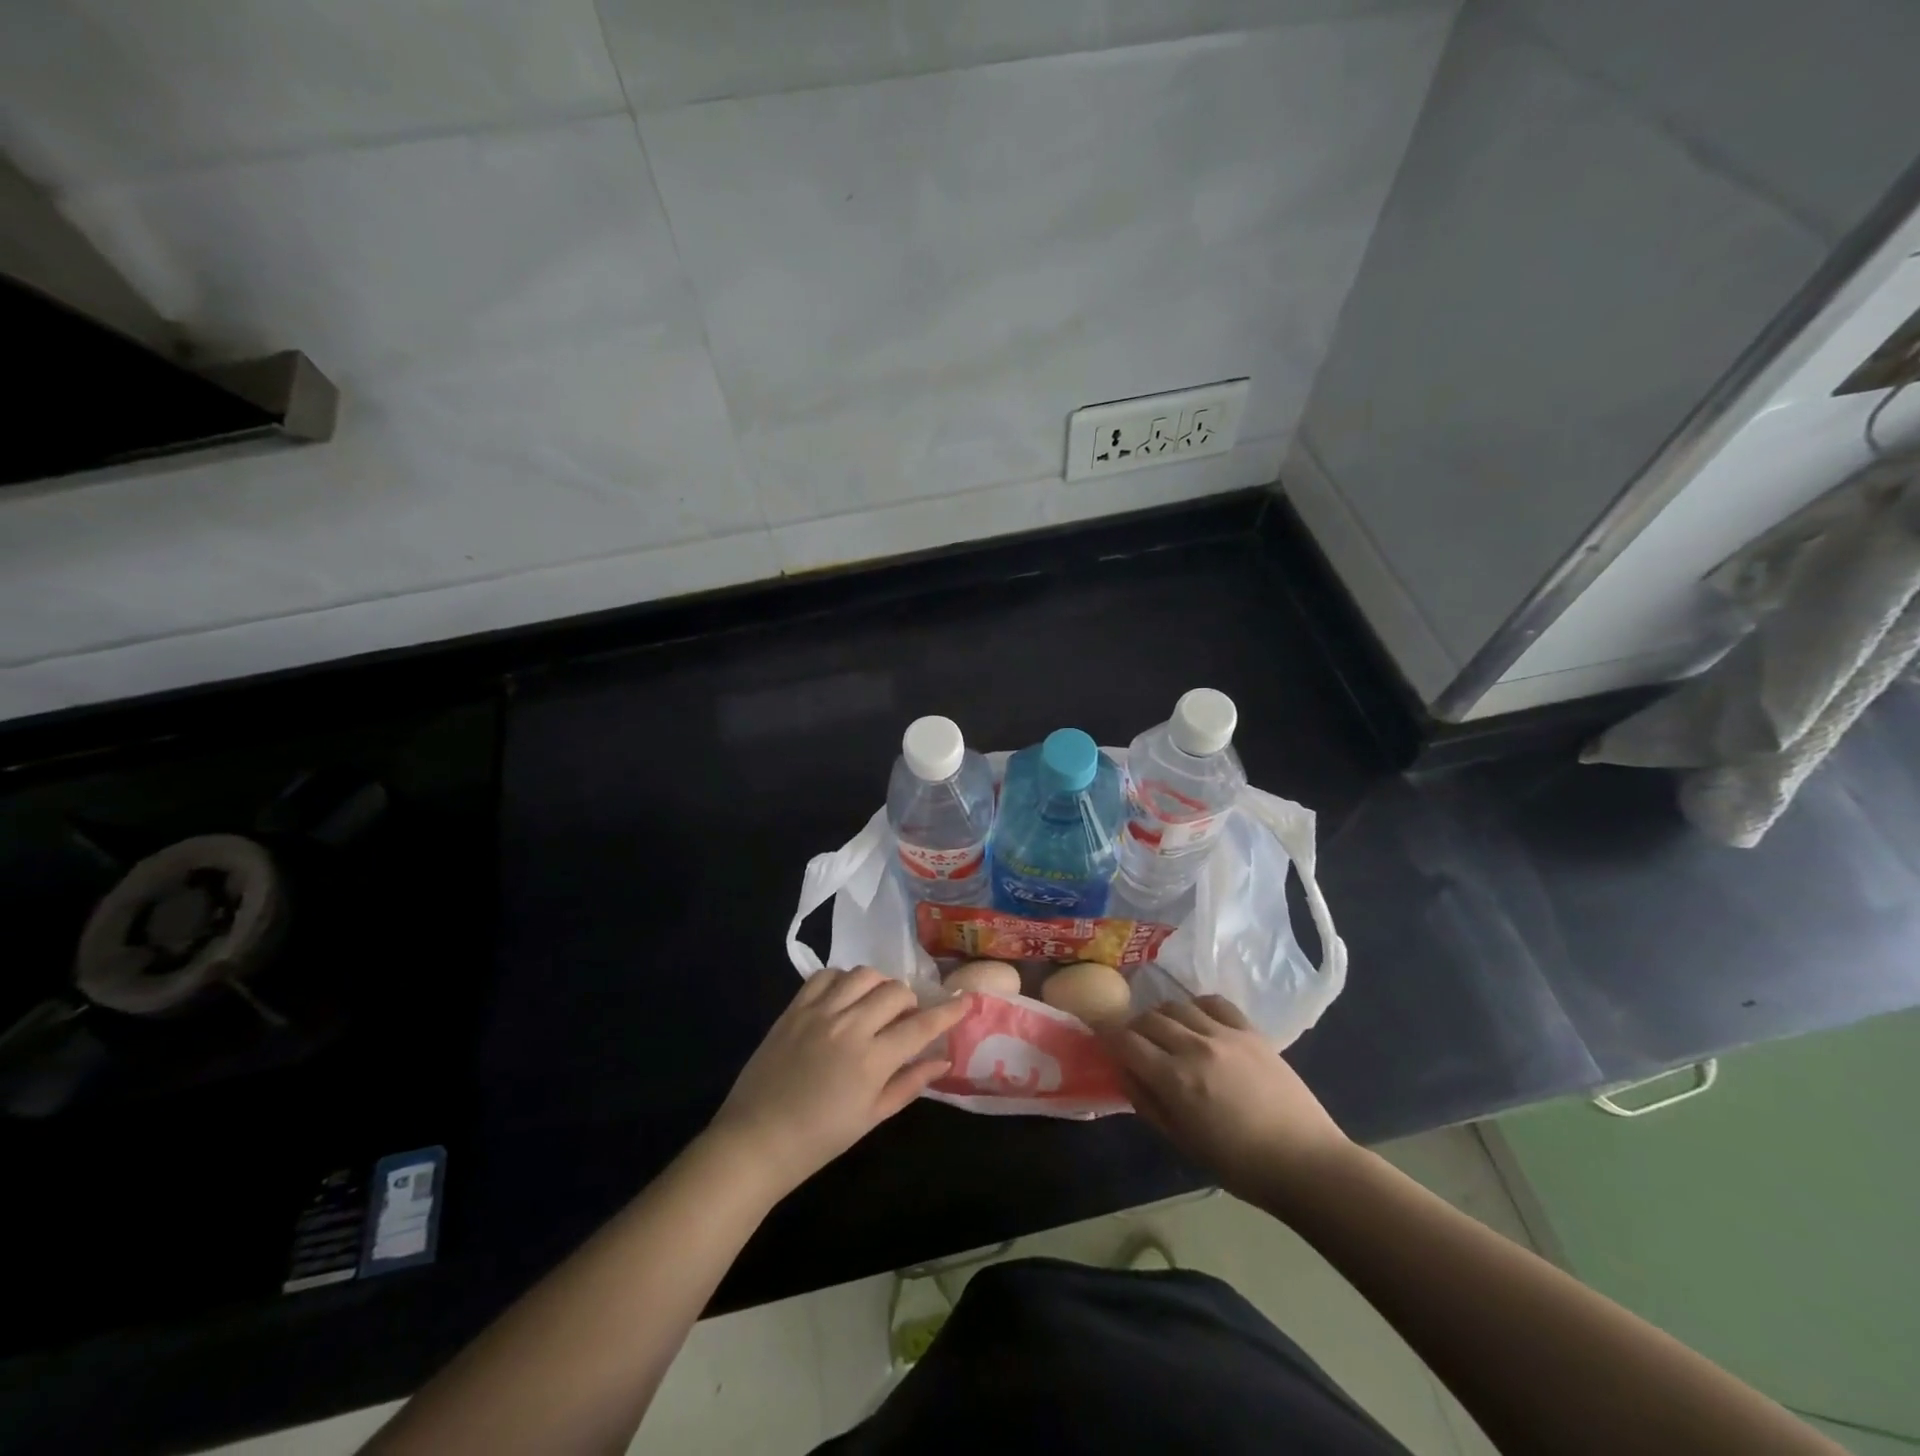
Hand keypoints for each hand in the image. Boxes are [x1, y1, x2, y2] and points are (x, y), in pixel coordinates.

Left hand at [706, 968, 967, 1195]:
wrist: (756, 1140)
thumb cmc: (819, 1139)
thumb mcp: (872, 1118)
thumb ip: (910, 1084)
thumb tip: (943, 1061)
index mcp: (872, 1060)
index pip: (922, 1024)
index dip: (949, 1011)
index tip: (965, 999)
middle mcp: (849, 1026)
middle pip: (895, 991)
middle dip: (910, 1001)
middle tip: (906, 1018)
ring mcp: (819, 1012)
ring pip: (863, 974)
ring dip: (879, 984)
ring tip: (876, 1003)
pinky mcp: (795, 1008)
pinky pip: (826, 975)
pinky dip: (843, 979)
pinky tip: (844, 997)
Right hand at [1103, 995, 1353, 1205]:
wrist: (1306, 1163)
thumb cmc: (1240, 1166)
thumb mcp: (1183, 1143)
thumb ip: (1148, 1103)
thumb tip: (1123, 1072)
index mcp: (1175, 1079)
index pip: (1126, 1041)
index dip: (1106, 1034)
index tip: (1098, 1033)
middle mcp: (1195, 1047)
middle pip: (1148, 1018)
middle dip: (1133, 1026)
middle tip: (1132, 1041)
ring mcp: (1225, 1034)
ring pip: (1177, 1005)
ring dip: (1162, 1015)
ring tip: (1165, 1031)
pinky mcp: (1251, 1031)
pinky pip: (1213, 1002)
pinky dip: (1197, 1006)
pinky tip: (1197, 1020)